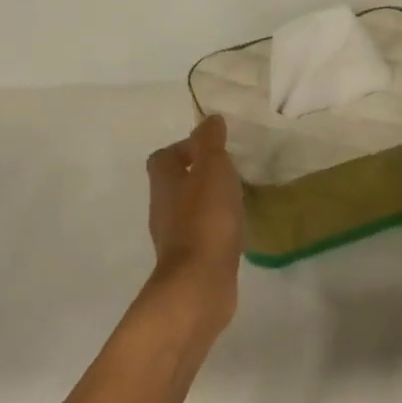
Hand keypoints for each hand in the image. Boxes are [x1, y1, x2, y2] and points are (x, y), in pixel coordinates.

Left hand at [145, 115, 244, 328]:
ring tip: (239, 198)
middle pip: (176, 182)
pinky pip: (202, 234)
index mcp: (164, 182)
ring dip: (210, 202)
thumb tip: (210, 119)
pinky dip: (217, 227)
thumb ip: (211, 142)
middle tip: (232, 172)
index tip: (214, 149)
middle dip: (201, 174)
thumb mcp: (212, 169)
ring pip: (190, 209)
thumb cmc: (205, 219)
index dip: (186, 148)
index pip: (165, 156)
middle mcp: (163, 207)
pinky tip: (237, 229)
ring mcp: (175, 237)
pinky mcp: (191, 260)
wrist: (199, 283)